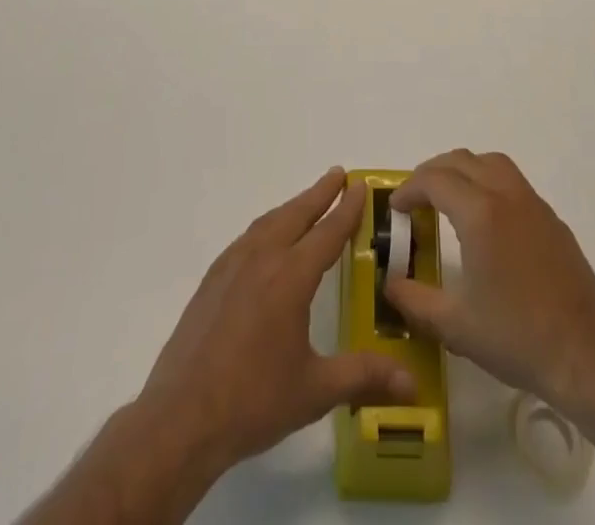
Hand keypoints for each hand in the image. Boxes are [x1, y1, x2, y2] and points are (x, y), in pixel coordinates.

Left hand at [136, 168, 416, 478]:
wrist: (182, 418)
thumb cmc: (253, 402)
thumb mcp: (315, 391)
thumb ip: (363, 376)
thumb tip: (413, 384)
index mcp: (290, 278)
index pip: (326, 233)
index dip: (346, 209)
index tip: (359, 185)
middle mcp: (262, 260)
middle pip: (296, 214)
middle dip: (319, 193)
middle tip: (339, 175)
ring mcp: (232, 266)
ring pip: (269, 222)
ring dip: (292, 207)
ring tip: (308, 201)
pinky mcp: (212, 280)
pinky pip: (247, 238)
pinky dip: (267, 226)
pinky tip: (267, 239)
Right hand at [385, 150, 594, 412]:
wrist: (585, 356)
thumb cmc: (516, 338)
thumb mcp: (455, 325)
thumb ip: (413, 300)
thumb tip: (389, 284)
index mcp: (480, 213)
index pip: (434, 180)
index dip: (409, 189)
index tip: (395, 209)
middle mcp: (506, 195)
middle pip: (461, 160)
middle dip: (432, 173)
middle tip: (415, 200)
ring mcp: (533, 203)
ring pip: (490, 163)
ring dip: (463, 170)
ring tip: (448, 199)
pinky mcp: (552, 219)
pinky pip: (513, 181)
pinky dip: (489, 183)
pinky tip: (486, 221)